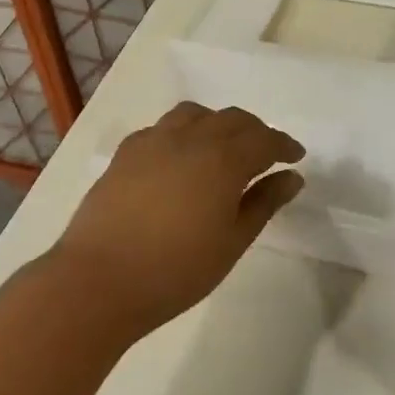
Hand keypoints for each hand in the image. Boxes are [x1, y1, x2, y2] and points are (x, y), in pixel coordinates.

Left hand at [50, 102, 304, 337]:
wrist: (99, 280)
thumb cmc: (175, 270)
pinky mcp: (126, 152)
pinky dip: (183, 133)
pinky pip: (163, 128)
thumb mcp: (232, 242)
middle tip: (266, 154)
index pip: (263, 139)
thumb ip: (263, 203)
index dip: (284, 145)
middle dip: (255, 132)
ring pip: (195, 115)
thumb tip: (291, 178)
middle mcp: (191, 138)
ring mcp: (153, 141)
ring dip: (217, 124)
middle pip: (232, 119)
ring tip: (223, 148)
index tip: (296, 157)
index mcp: (223, 159)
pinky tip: (180, 157)